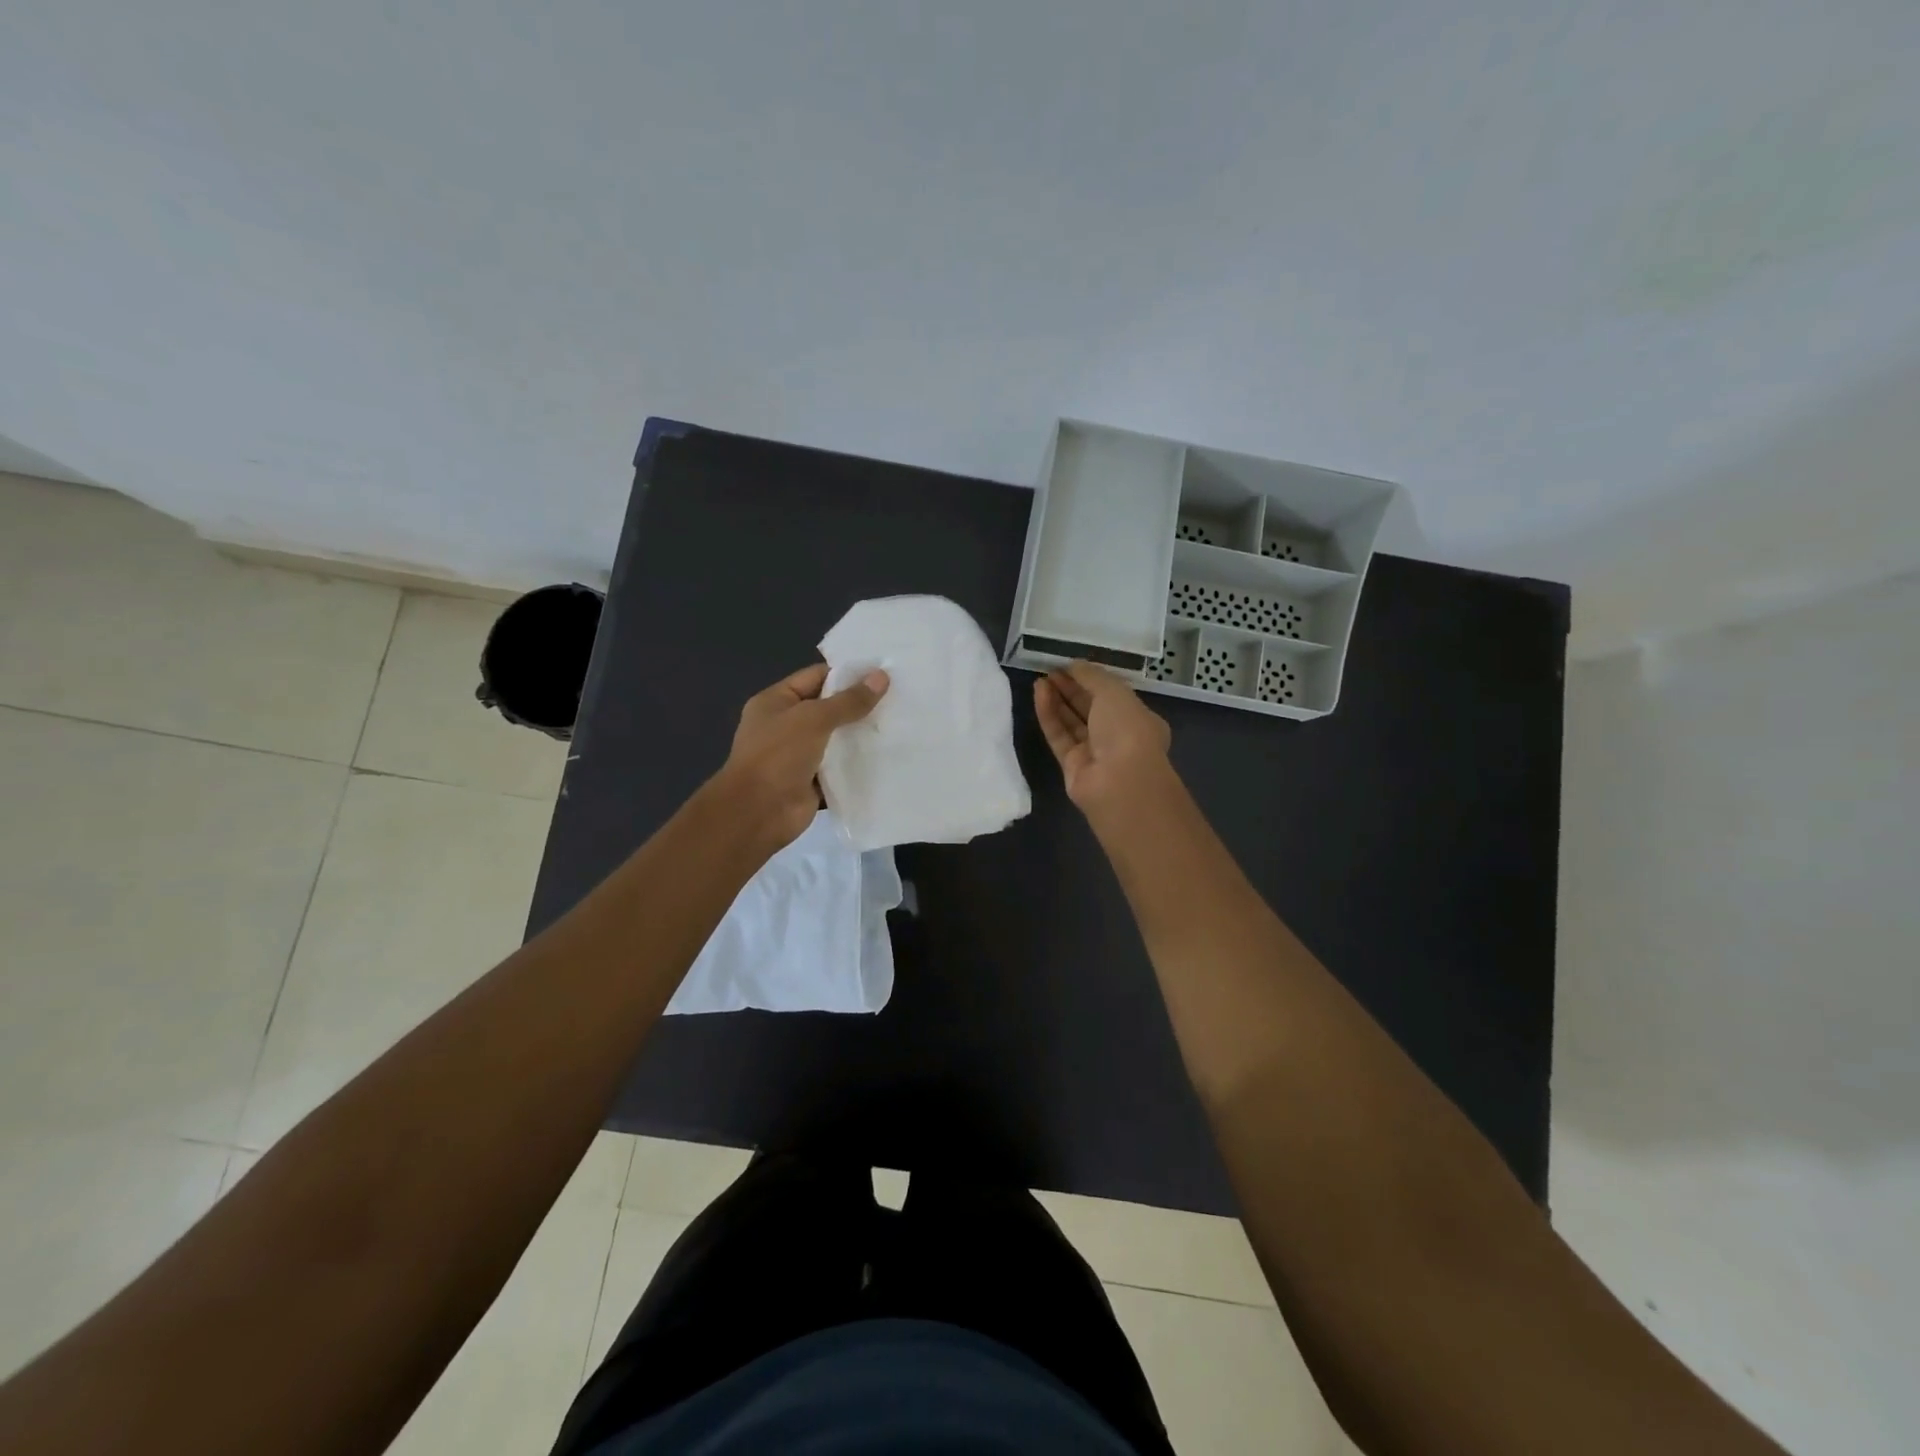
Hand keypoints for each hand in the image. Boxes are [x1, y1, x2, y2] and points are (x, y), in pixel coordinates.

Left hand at [719, 662, 888, 849]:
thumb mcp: (813, 719)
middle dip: (860, 705)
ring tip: (900, 725)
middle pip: (829, 709)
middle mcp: (786, 726)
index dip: (848, 674)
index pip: (816, 677)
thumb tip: (881, 677)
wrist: (757, 813)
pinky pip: (840, 769)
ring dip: (862, 737)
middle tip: (899, 698)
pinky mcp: (812, 783)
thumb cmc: (778, 756)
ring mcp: (799, 756)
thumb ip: (848, 701)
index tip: (883, 673)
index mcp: (776, 702)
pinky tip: (888, 757)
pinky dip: (859, 766)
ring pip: (837, 740)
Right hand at [1033, 662, 1173, 814]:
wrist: (1119, 782)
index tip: (1069, 665)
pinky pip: (1059, 735)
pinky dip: (1049, 714)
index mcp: (1137, 718)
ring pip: (1072, 722)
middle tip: (1050, 670)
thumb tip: (1074, 665)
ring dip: (1057, 699)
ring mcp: (1094, 753)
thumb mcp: (1114, 691)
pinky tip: (1039, 692)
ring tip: (1041, 679)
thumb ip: (1092, 676)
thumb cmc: (1127, 729)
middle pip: (1090, 708)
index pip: (1112, 695)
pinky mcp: (1072, 766)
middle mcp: (1117, 736)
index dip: (1091, 678)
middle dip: (1071, 688)